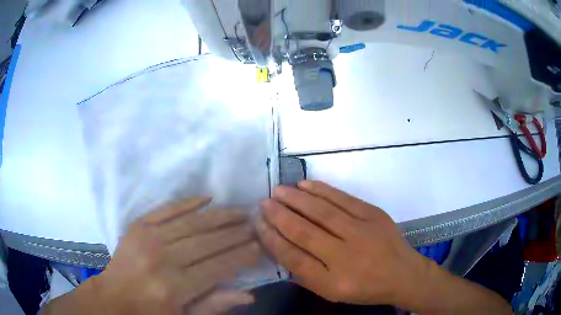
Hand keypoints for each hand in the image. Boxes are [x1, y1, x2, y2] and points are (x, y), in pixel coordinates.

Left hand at [47, 197, 260, 314]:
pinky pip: (166, 208)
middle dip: (235, 232)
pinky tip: (207, 197)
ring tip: (239, 210)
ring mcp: (147, 238)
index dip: (242, 255)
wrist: (112, 299)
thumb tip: (249, 294)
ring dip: (219, 215)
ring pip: (191, 222)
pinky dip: (187, 202)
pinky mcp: (137, 225)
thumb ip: (214, 305)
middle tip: (254, 223)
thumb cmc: (150, 314)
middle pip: (207, 241)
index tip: (259, 245)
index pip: (218, 266)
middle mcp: (162, 259)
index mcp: (175, 287)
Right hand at [255, 181, 426, 305]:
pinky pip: (342, 198)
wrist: (403, 274)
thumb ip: (306, 275)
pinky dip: (321, 190)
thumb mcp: (332, 292)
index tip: (259, 224)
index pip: (293, 258)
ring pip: (321, 211)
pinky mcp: (374, 214)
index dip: (273, 239)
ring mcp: (362, 231)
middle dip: (279, 215)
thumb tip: (281, 248)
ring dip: (296, 199)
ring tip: (278, 190)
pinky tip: (305, 184)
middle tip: (264, 202)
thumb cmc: (365, 288)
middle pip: (305, 231)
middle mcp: (346, 256)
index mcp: (333, 282)